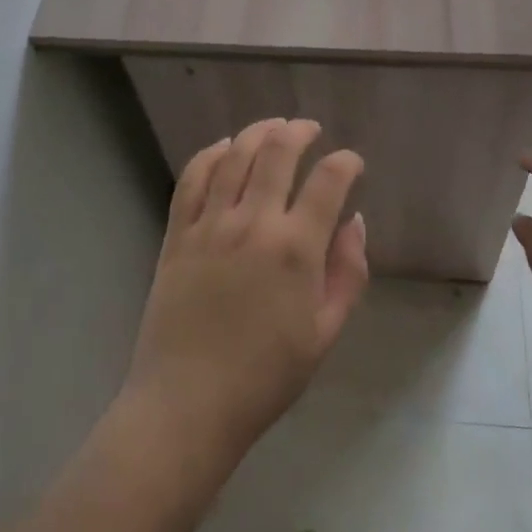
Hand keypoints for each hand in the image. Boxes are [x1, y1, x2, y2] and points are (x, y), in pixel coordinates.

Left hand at [123, 118, 369, 459]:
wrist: (187, 405)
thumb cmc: (265, 377)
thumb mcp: (324, 333)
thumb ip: (347, 272)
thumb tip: (354, 222)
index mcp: (295, 249)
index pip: (328, 181)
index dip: (346, 162)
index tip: (352, 162)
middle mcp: (253, 223)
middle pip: (278, 152)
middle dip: (299, 131)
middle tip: (310, 129)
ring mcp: (210, 224)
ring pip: (235, 155)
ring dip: (258, 132)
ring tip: (273, 126)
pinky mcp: (177, 234)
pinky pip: (193, 178)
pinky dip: (210, 154)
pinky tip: (223, 147)